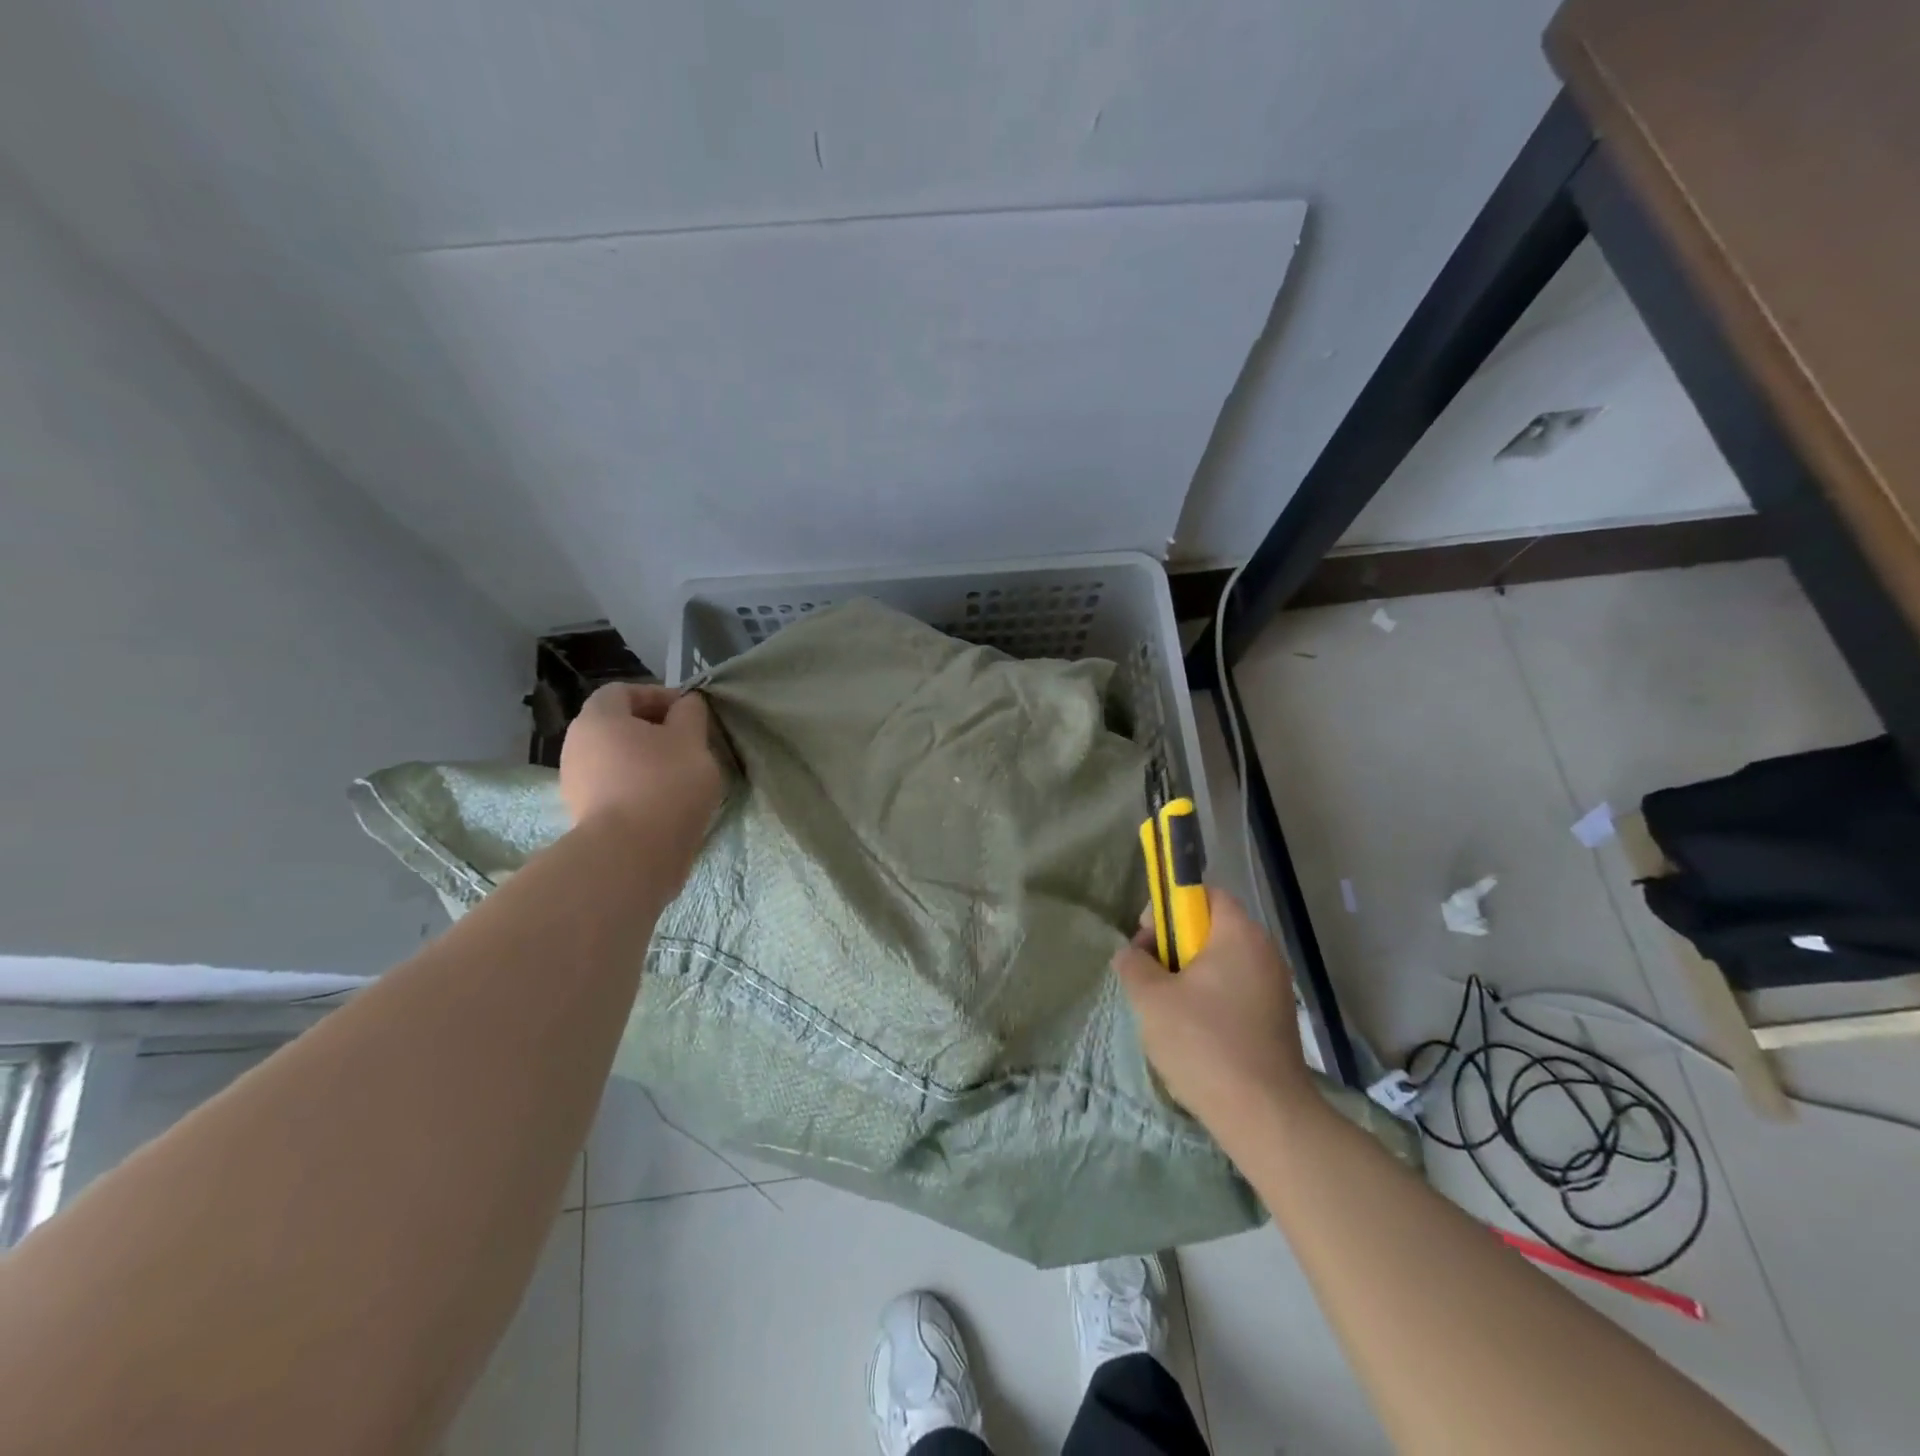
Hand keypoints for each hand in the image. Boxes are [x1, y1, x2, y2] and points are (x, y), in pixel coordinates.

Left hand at [560, 684, 723, 856]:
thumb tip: (685, 704)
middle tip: (688, 744)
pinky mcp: (584, 815)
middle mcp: (576, 744)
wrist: (633, 855)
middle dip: (653, 730)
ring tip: (681, 776)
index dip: (658, 695)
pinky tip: (665, 803)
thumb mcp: (691, 740)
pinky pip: (614, 788)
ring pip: (616, 759)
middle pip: (617, 725)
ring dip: (646, 761)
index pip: (624, 691)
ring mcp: (575, 782)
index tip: (689, 713)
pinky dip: (638, 787)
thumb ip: (690, 714)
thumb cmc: (665, 783)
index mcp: (598, 717)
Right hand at [1111, 889, 1315, 1143]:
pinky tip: (1192, 1033)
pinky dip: (1210, 1000)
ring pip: (1221, 964)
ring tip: (1165, 1008)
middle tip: (1150, 974)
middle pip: (1211, 929)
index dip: (1171, 907)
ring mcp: (1274, 988)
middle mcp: (1264, 953)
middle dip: (1175, 946)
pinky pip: (1235, 991)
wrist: (1264, 1115)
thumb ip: (1133, 964)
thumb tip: (1131, 954)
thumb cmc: (1203, 1042)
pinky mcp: (1276, 1021)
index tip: (1148, 936)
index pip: (1205, 894)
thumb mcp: (1151, 998)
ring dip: (1189, 976)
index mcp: (1239, 935)